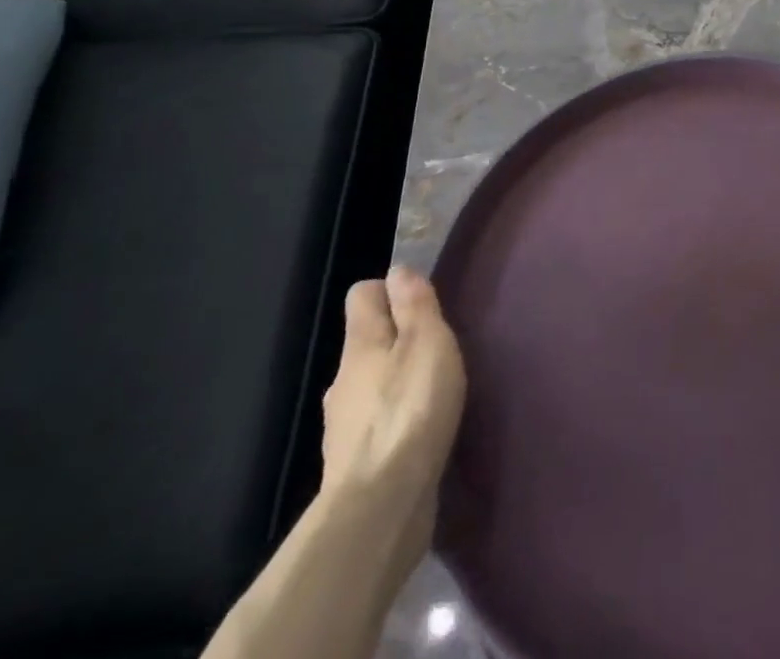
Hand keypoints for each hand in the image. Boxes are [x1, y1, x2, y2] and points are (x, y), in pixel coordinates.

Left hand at [321, 266, 466, 567]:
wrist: (381, 508)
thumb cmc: (410, 410)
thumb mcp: (426, 342)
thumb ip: (414, 305)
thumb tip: (398, 271)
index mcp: (359, 345)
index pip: (361, 296)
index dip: (389, 290)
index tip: (421, 301)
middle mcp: (343, 381)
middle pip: (366, 343)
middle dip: (396, 341)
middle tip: (435, 348)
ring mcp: (344, 428)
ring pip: (370, 387)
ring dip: (394, 385)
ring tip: (431, 393)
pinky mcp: (356, 468)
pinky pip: (375, 428)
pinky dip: (394, 424)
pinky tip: (418, 435)